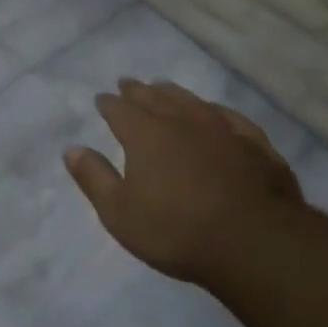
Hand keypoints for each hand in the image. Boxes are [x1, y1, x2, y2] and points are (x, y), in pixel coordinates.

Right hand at [65, 79, 305, 285]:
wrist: (255, 243)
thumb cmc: (176, 230)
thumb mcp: (119, 212)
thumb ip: (94, 177)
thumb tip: (71, 148)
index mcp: (146, 134)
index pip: (120, 110)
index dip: (108, 103)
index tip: (102, 99)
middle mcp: (182, 121)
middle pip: (155, 98)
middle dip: (138, 90)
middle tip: (128, 83)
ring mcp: (223, 129)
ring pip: (192, 101)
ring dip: (174, 93)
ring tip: (164, 88)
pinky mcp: (256, 145)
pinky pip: (230, 117)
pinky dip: (216, 111)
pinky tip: (216, 113)